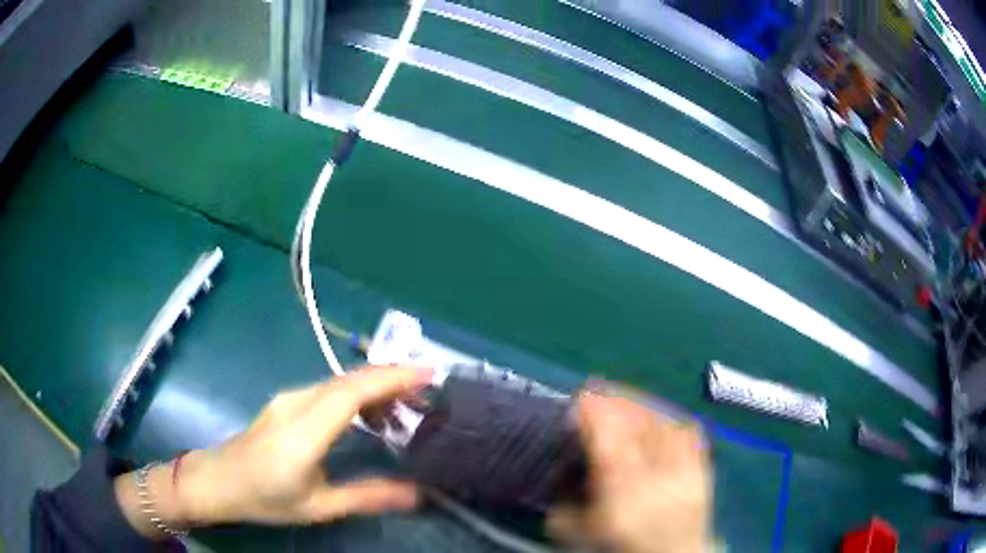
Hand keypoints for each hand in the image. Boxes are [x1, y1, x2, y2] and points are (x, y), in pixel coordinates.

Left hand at [116, 365, 432, 534]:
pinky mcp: (286, 401)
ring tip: (405, 407)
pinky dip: (356, 394)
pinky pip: (328, 389)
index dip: (391, 378)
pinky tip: (368, 415)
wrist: (217, 480)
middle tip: (428, 394)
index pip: (352, 391)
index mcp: (304, 432)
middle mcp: (296, 404)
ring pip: (339, 381)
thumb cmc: (265, 497)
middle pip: (349, 379)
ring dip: (375, 386)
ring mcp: (288, 398)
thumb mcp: (318, 506)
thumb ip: (367, 496)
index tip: (429, 374)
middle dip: (392, 379)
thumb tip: (417, 493)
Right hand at [551, 392, 711, 552]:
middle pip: (639, 425)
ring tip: (625, 399)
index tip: (581, 395)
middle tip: (599, 389)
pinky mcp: (702, 471)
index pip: (609, 440)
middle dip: (617, 400)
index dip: (595, 411)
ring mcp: (683, 471)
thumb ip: (563, 498)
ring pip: (664, 424)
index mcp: (621, 491)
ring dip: (642, 405)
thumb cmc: (617, 548)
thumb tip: (563, 466)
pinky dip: (671, 420)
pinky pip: (689, 434)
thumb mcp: (575, 531)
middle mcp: (656, 476)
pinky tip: (660, 417)